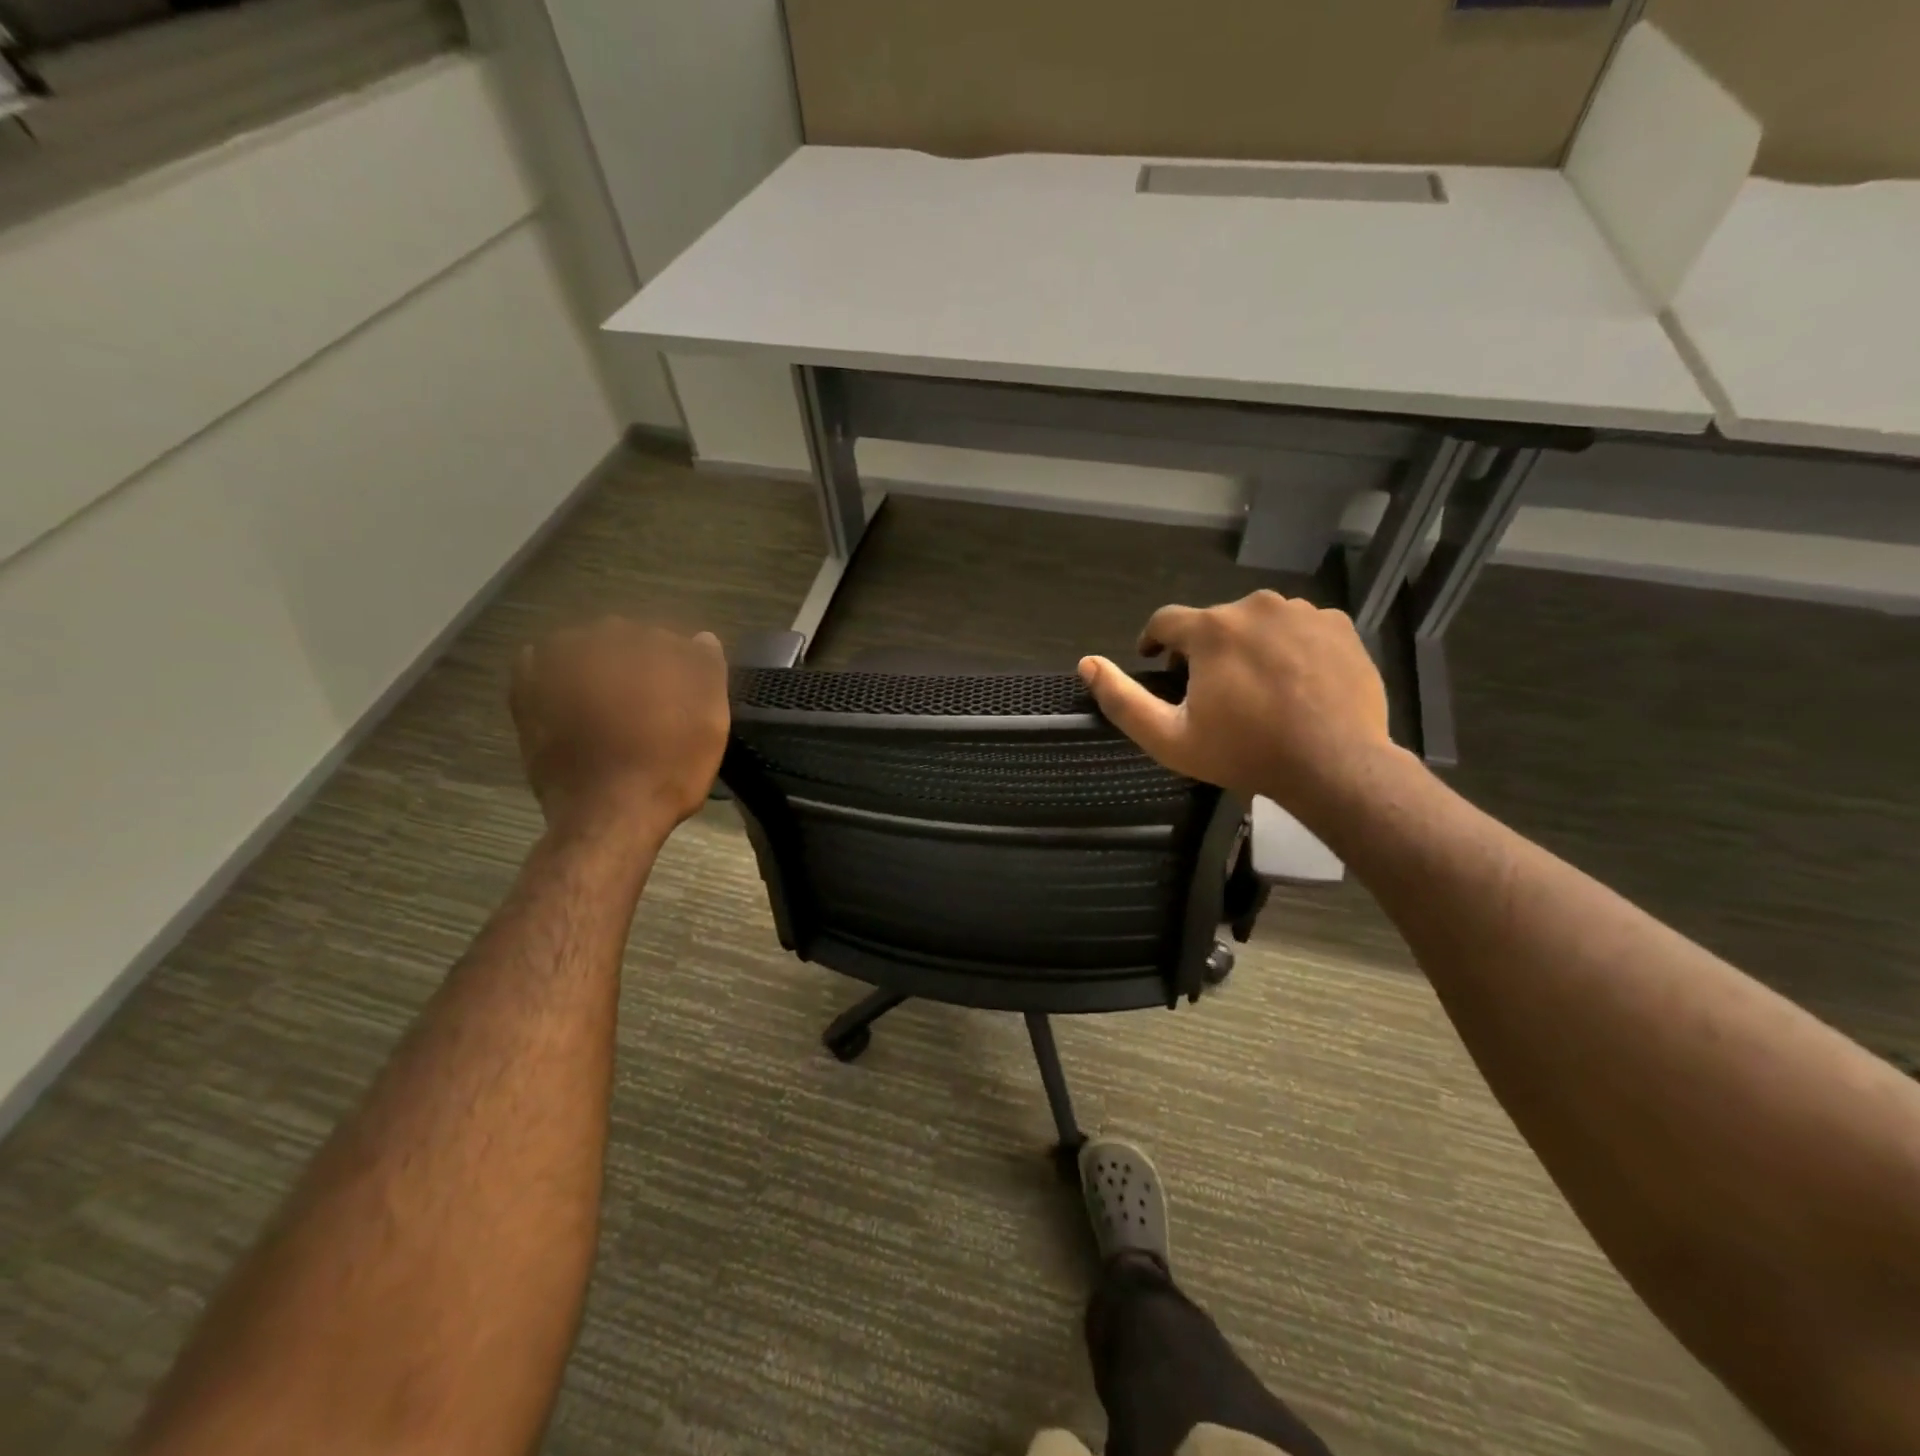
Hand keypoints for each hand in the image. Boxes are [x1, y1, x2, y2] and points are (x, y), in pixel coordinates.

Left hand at [509, 619, 729, 842]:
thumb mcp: (711, 720)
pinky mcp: (527, 686)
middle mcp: (602, 638)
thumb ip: (708, 669)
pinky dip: (559, 676)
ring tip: (610, 712)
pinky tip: (574, 702)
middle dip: (639, 667)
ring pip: (587, 650)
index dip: (681, 672)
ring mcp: (559, 659)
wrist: (609, 813)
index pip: (674, 643)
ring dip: (600, 670)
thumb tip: (702, 638)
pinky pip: (545, 664)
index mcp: (652, 642)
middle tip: (648, 710)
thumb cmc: (670, 767)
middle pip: (629, 642)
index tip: (682, 701)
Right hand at [1078, 591, 1397, 815]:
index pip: (1164, 621)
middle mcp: (1256, 605)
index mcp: (1212, 629)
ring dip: (1247, 647)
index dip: (1154, 642)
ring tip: (1256, 689)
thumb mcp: (1169, 738)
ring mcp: (1303, 612)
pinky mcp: (1339, 625)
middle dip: (1204, 651)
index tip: (1156, 664)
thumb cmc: (1245, 753)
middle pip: (1214, 623)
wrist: (1336, 765)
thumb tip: (1086, 664)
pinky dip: (1289, 648)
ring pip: (1257, 623)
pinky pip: (1299, 627)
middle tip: (1211, 692)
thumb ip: (1121, 700)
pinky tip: (1294, 683)